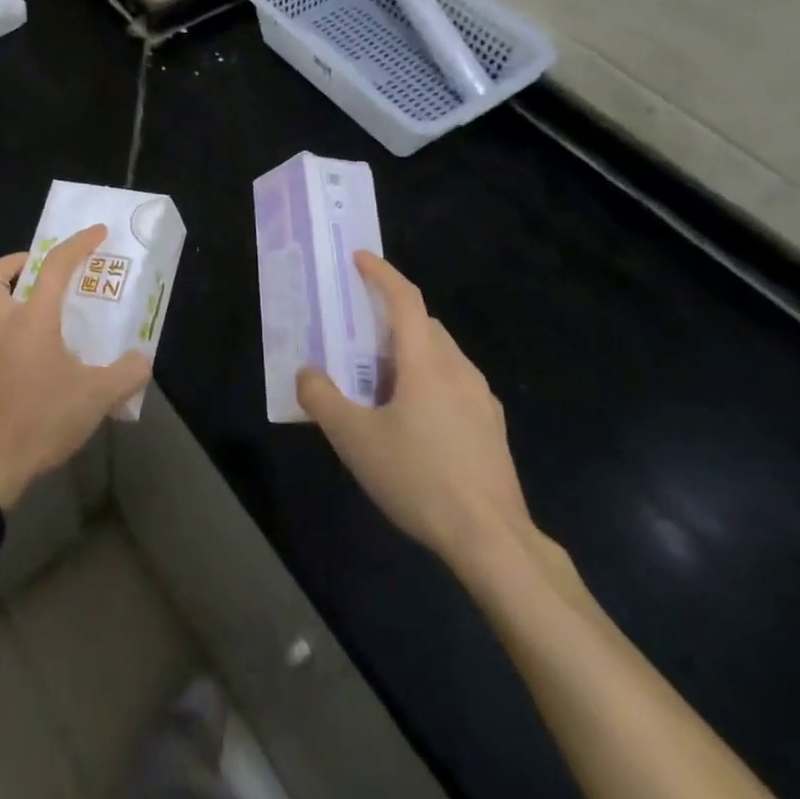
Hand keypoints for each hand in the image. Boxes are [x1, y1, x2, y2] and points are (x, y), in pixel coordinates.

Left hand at [0, 226, 152, 510]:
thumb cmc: (43, 423)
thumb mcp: (96, 399)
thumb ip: (126, 373)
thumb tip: (142, 359)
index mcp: (31, 320)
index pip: (55, 265)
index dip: (77, 243)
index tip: (96, 232)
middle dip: (14, 264)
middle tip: (33, 271)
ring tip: (17, 317)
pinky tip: (2, 366)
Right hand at [297, 252, 533, 576]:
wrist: (493, 540)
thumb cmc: (419, 479)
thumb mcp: (355, 440)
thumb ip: (323, 399)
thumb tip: (307, 373)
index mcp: (425, 362)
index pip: (405, 300)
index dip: (381, 274)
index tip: (360, 258)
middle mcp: (458, 368)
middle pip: (424, 325)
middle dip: (392, 318)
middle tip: (359, 335)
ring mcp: (481, 398)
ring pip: (442, 354)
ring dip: (411, 352)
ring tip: (382, 382)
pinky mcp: (492, 427)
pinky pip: (456, 383)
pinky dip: (431, 380)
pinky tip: (416, 420)